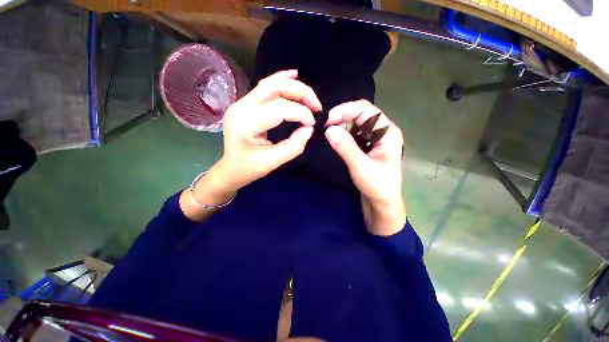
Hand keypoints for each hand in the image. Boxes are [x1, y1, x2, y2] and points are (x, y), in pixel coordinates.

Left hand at [217, 69, 322, 191]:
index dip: (300, 113)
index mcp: (245, 124)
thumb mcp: (273, 162)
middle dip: (300, 93)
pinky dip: (281, 80)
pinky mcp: (247, 103)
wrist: (231, 168)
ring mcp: (242, 103)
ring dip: (294, 87)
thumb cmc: (249, 168)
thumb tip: (309, 128)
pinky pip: (265, 86)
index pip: (278, 109)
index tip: (313, 123)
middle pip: (275, 87)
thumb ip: (294, 145)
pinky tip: (293, 75)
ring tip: (310, 98)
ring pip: (271, 84)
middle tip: (316, 106)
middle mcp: (241, 107)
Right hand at [324, 100, 405, 235]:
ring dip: (339, 126)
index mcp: (387, 131)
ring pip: (353, 123)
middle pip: (359, 114)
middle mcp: (381, 130)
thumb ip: (346, 147)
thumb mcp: (361, 167)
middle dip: (341, 118)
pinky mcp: (365, 145)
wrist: (381, 202)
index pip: (366, 110)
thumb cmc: (377, 186)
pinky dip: (341, 134)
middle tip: (323, 127)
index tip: (328, 119)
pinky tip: (332, 138)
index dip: (346, 110)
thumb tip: (329, 129)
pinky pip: (351, 133)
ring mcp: (373, 137)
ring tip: (326, 133)